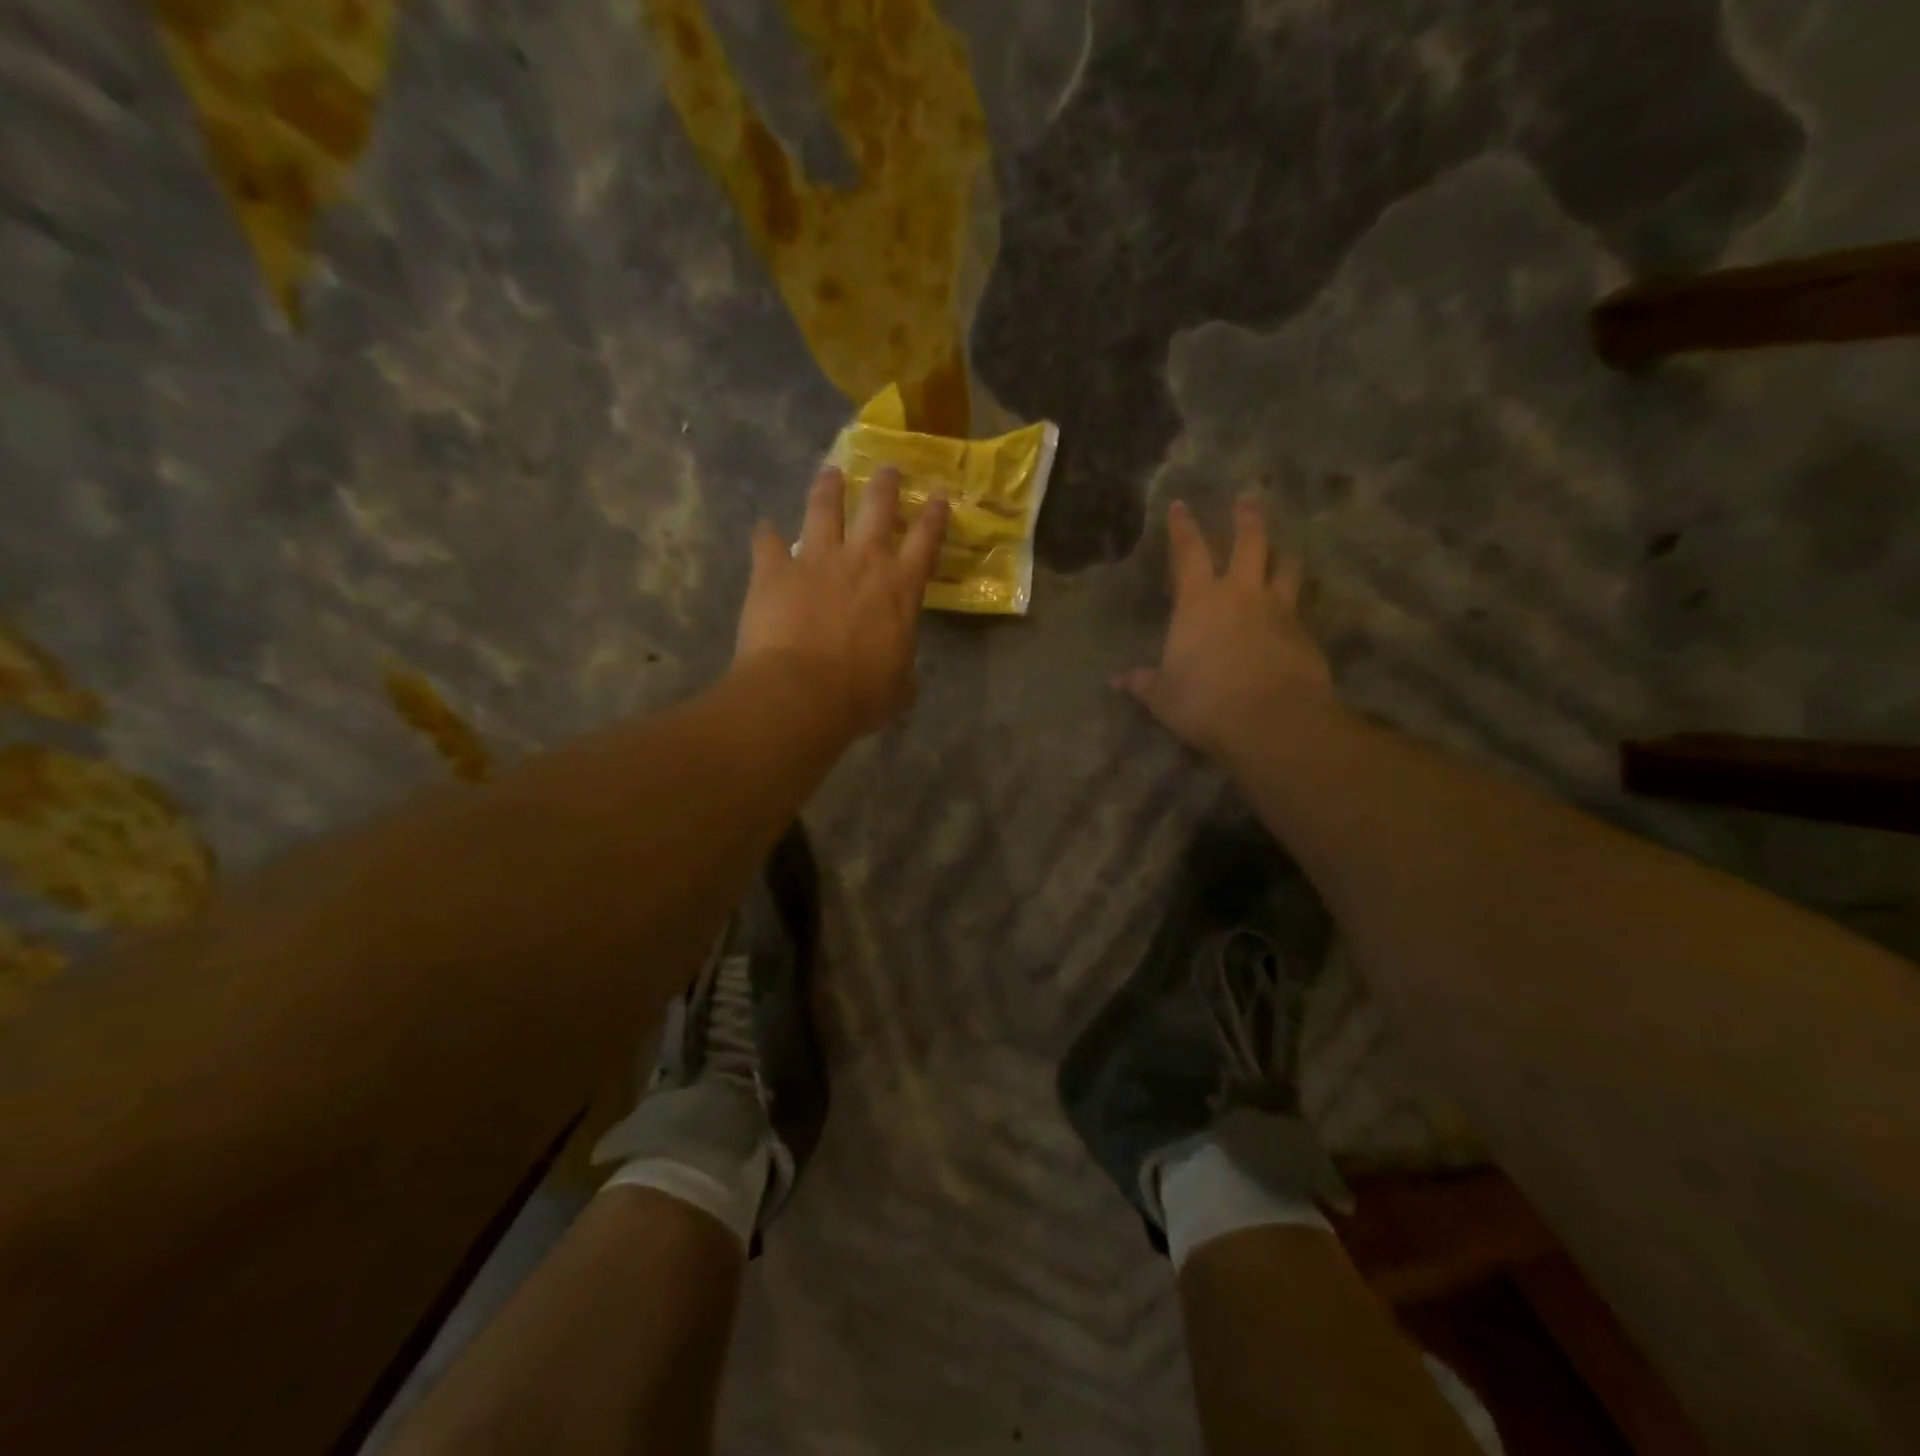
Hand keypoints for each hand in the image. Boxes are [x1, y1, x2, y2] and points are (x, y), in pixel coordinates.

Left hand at [735, 465, 949, 737]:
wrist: (802, 693)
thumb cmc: (860, 695)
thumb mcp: (899, 686)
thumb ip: (901, 667)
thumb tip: (900, 672)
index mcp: (900, 587)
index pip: (925, 540)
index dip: (934, 515)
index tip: (939, 496)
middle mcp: (863, 560)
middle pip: (877, 507)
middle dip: (884, 484)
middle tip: (886, 469)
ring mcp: (816, 559)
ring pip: (823, 508)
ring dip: (828, 488)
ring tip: (830, 473)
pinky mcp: (774, 570)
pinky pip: (767, 542)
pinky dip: (764, 535)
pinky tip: (762, 528)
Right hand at [1119, 498, 1332, 757]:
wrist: (1272, 720)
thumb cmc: (1204, 702)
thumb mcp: (1164, 697)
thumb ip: (1144, 684)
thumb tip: (1119, 681)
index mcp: (1199, 602)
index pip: (1189, 552)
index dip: (1183, 527)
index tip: (1181, 505)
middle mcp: (1241, 595)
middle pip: (1250, 543)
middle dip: (1247, 519)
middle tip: (1247, 501)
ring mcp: (1279, 612)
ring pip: (1286, 568)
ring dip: (1283, 555)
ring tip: (1283, 549)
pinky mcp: (1305, 636)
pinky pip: (1299, 609)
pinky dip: (1294, 604)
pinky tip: (1292, 614)